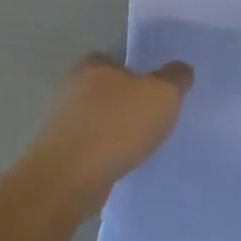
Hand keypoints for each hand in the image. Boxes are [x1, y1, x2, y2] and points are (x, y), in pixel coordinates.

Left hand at [28, 53, 192, 210]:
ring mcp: (62, 124)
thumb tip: (180, 70)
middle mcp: (73, 90)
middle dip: (125, 102)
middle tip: (152, 116)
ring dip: (114, 130)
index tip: (151, 88)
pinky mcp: (60, 155)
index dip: (133, 71)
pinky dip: (105, 153)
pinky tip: (122, 163)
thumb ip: (176, 78)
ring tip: (141, 144)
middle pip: (105, 90)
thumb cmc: (117, 126)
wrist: (70, 179)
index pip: (113, 60)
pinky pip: (90, 147)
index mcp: (94, 67)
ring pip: (97, 120)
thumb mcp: (162, 94)